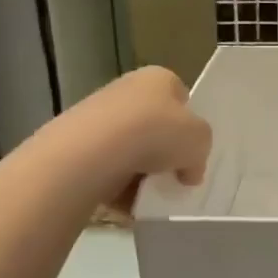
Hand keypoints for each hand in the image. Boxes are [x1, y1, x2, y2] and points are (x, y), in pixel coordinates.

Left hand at [85, 66, 212, 187]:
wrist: (92, 153)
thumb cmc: (156, 134)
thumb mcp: (200, 141)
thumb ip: (200, 151)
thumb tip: (188, 170)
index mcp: (158, 78)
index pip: (180, 97)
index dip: (189, 123)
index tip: (191, 149)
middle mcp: (126, 89)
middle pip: (154, 124)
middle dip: (164, 150)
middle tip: (174, 175)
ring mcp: (97, 115)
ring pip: (130, 148)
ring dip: (141, 171)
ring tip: (149, 192)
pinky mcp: (76, 143)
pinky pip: (107, 167)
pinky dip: (116, 184)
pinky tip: (126, 199)